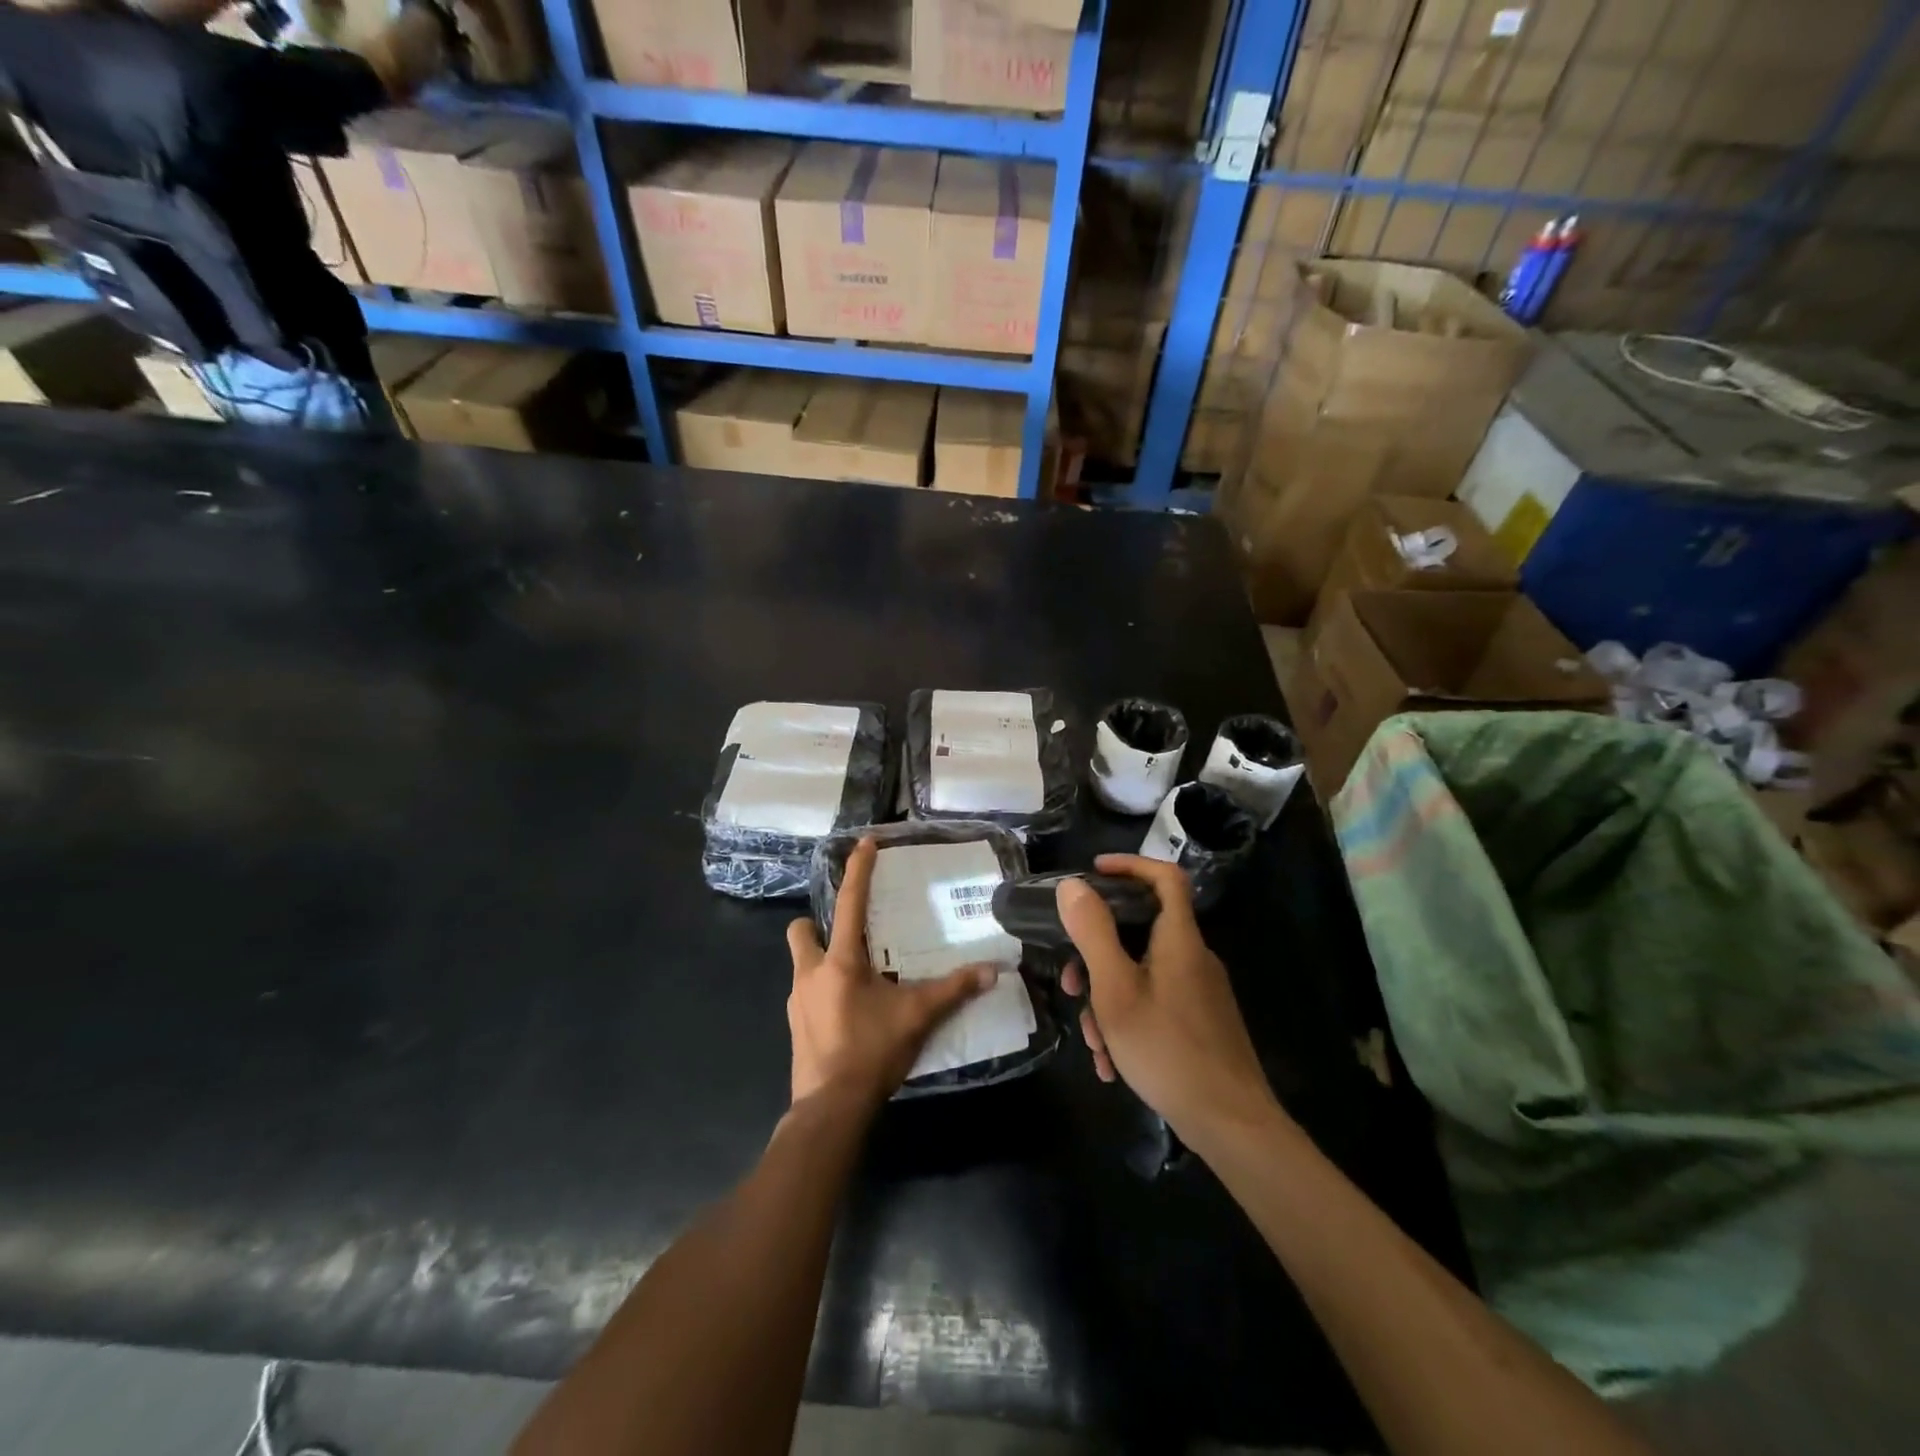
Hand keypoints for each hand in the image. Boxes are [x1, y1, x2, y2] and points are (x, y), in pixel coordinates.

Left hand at [786, 837, 996, 1111]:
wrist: (830, 1108)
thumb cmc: (871, 1052)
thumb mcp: (917, 1016)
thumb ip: (953, 990)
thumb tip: (992, 971)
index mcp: (840, 961)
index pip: (850, 903)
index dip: (858, 870)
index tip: (863, 842)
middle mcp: (810, 973)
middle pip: (801, 930)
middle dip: (816, 924)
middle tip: (849, 935)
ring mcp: (797, 1001)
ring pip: (802, 964)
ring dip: (822, 961)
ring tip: (857, 977)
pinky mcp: (795, 1026)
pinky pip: (806, 994)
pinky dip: (823, 992)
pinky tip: (848, 1012)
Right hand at [1058, 855, 1278, 1149]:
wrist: (1231, 1125)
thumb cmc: (1167, 1049)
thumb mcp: (1116, 989)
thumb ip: (1093, 933)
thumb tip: (1073, 886)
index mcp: (1179, 939)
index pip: (1165, 877)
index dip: (1130, 865)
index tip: (1093, 873)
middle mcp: (1193, 958)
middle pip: (1141, 932)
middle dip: (1098, 956)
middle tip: (1072, 985)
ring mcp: (1199, 992)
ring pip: (1142, 975)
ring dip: (1108, 1001)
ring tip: (1094, 1043)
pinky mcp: (1201, 1022)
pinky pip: (1155, 1004)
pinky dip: (1129, 1022)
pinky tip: (1113, 1064)